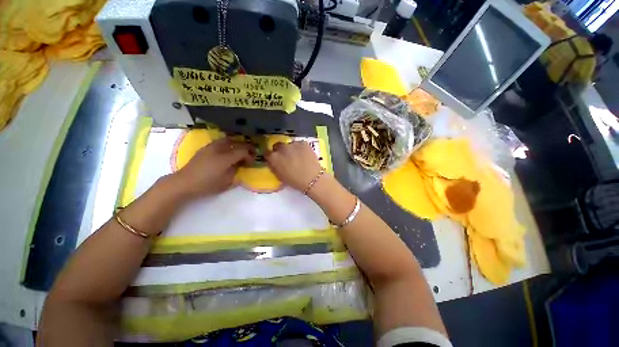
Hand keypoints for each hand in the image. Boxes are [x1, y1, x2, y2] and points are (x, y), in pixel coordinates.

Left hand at [172, 137, 253, 198]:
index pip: (242, 152)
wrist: (184, 183)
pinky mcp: (204, 149)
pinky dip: (227, 144)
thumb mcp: (226, 182)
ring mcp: (210, 147)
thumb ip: (235, 171)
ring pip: (227, 140)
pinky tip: (227, 150)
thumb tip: (239, 165)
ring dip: (236, 143)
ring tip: (240, 149)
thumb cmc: (207, 184)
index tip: (252, 161)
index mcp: (225, 158)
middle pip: (236, 143)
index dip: (249, 156)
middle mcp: (218, 149)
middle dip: (245, 146)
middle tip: (250, 151)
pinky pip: (219, 142)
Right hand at [265, 141, 322, 191]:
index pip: (267, 152)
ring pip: (290, 144)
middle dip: (281, 150)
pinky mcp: (303, 143)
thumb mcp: (280, 176)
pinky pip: (300, 144)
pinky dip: (301, 148)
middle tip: (287, 157)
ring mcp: (293, 144)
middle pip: (278, 145)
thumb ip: (274, 166)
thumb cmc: (294, 181)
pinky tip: (305, 155)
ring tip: (298, 156)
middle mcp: (281, 148)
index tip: (274, 158)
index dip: (271, 155)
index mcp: (273, 157)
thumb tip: (273, 161)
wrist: (312, 178)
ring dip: (292, 149)